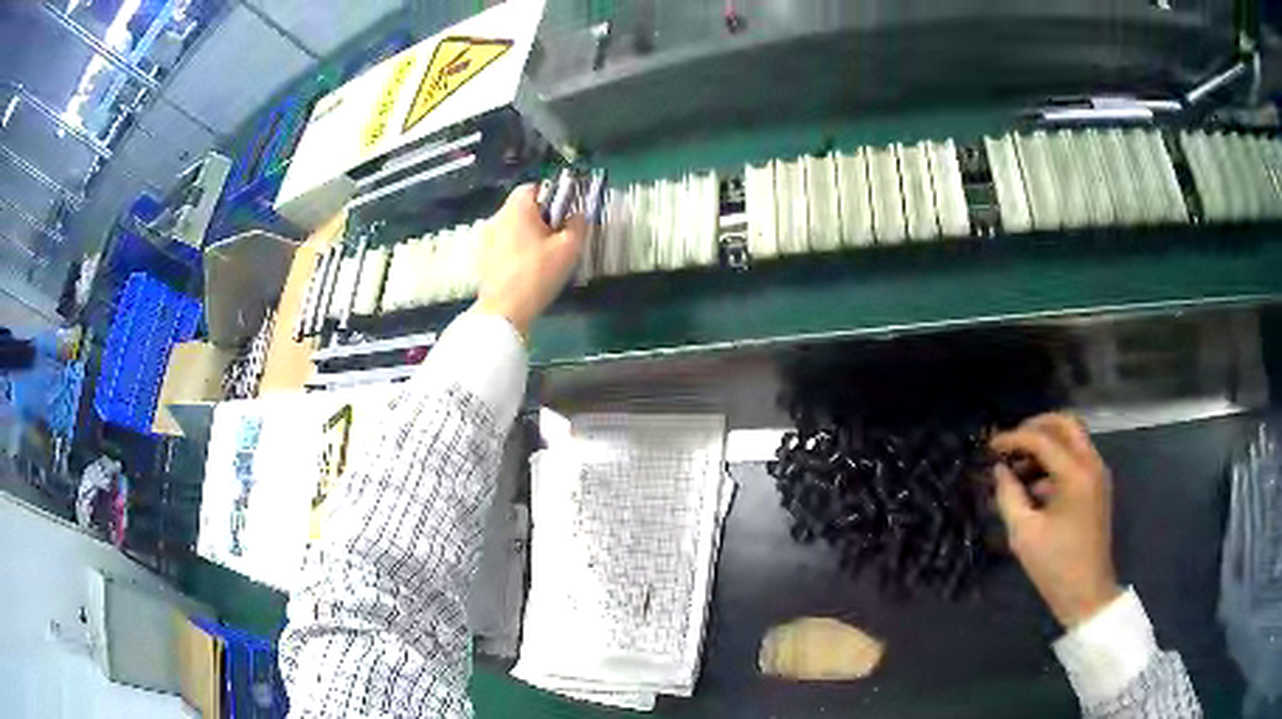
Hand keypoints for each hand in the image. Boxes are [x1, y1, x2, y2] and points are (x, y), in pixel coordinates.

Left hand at [474, 184, 585, 334]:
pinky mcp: (483, 259)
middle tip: (558, 238)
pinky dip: (516, 251)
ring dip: (528, 235)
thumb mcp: (569, 249)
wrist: (504, 311)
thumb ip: (578, 225)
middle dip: (541, 218)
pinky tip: (528, 270)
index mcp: (517, 208)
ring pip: (513, 228)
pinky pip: (504, 245)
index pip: (534, 187)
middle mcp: (498, 218)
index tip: (564, 215)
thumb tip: (577, 215)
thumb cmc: (537, 274)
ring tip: (544, 257)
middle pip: (523, 208)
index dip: (552, 197)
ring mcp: (487, 239)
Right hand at [990, 413, 1121, 628]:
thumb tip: (999, 470)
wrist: (1087, 593)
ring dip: (1046, 444)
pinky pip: (1076, 459)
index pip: (1042, 439)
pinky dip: (1055, 461)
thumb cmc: (1055, 566)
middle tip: (1011, 442)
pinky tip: (1034, 485)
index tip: (990, 446)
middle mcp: (1091, 465)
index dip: (1014, 438)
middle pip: (1066, 424)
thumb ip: (1008, 496)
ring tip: (1018, 466)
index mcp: (1076, 474)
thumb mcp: (1024, 534)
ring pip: (1073, 440)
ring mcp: (1097, 475)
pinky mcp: (1097, 488)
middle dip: (1036, 426)